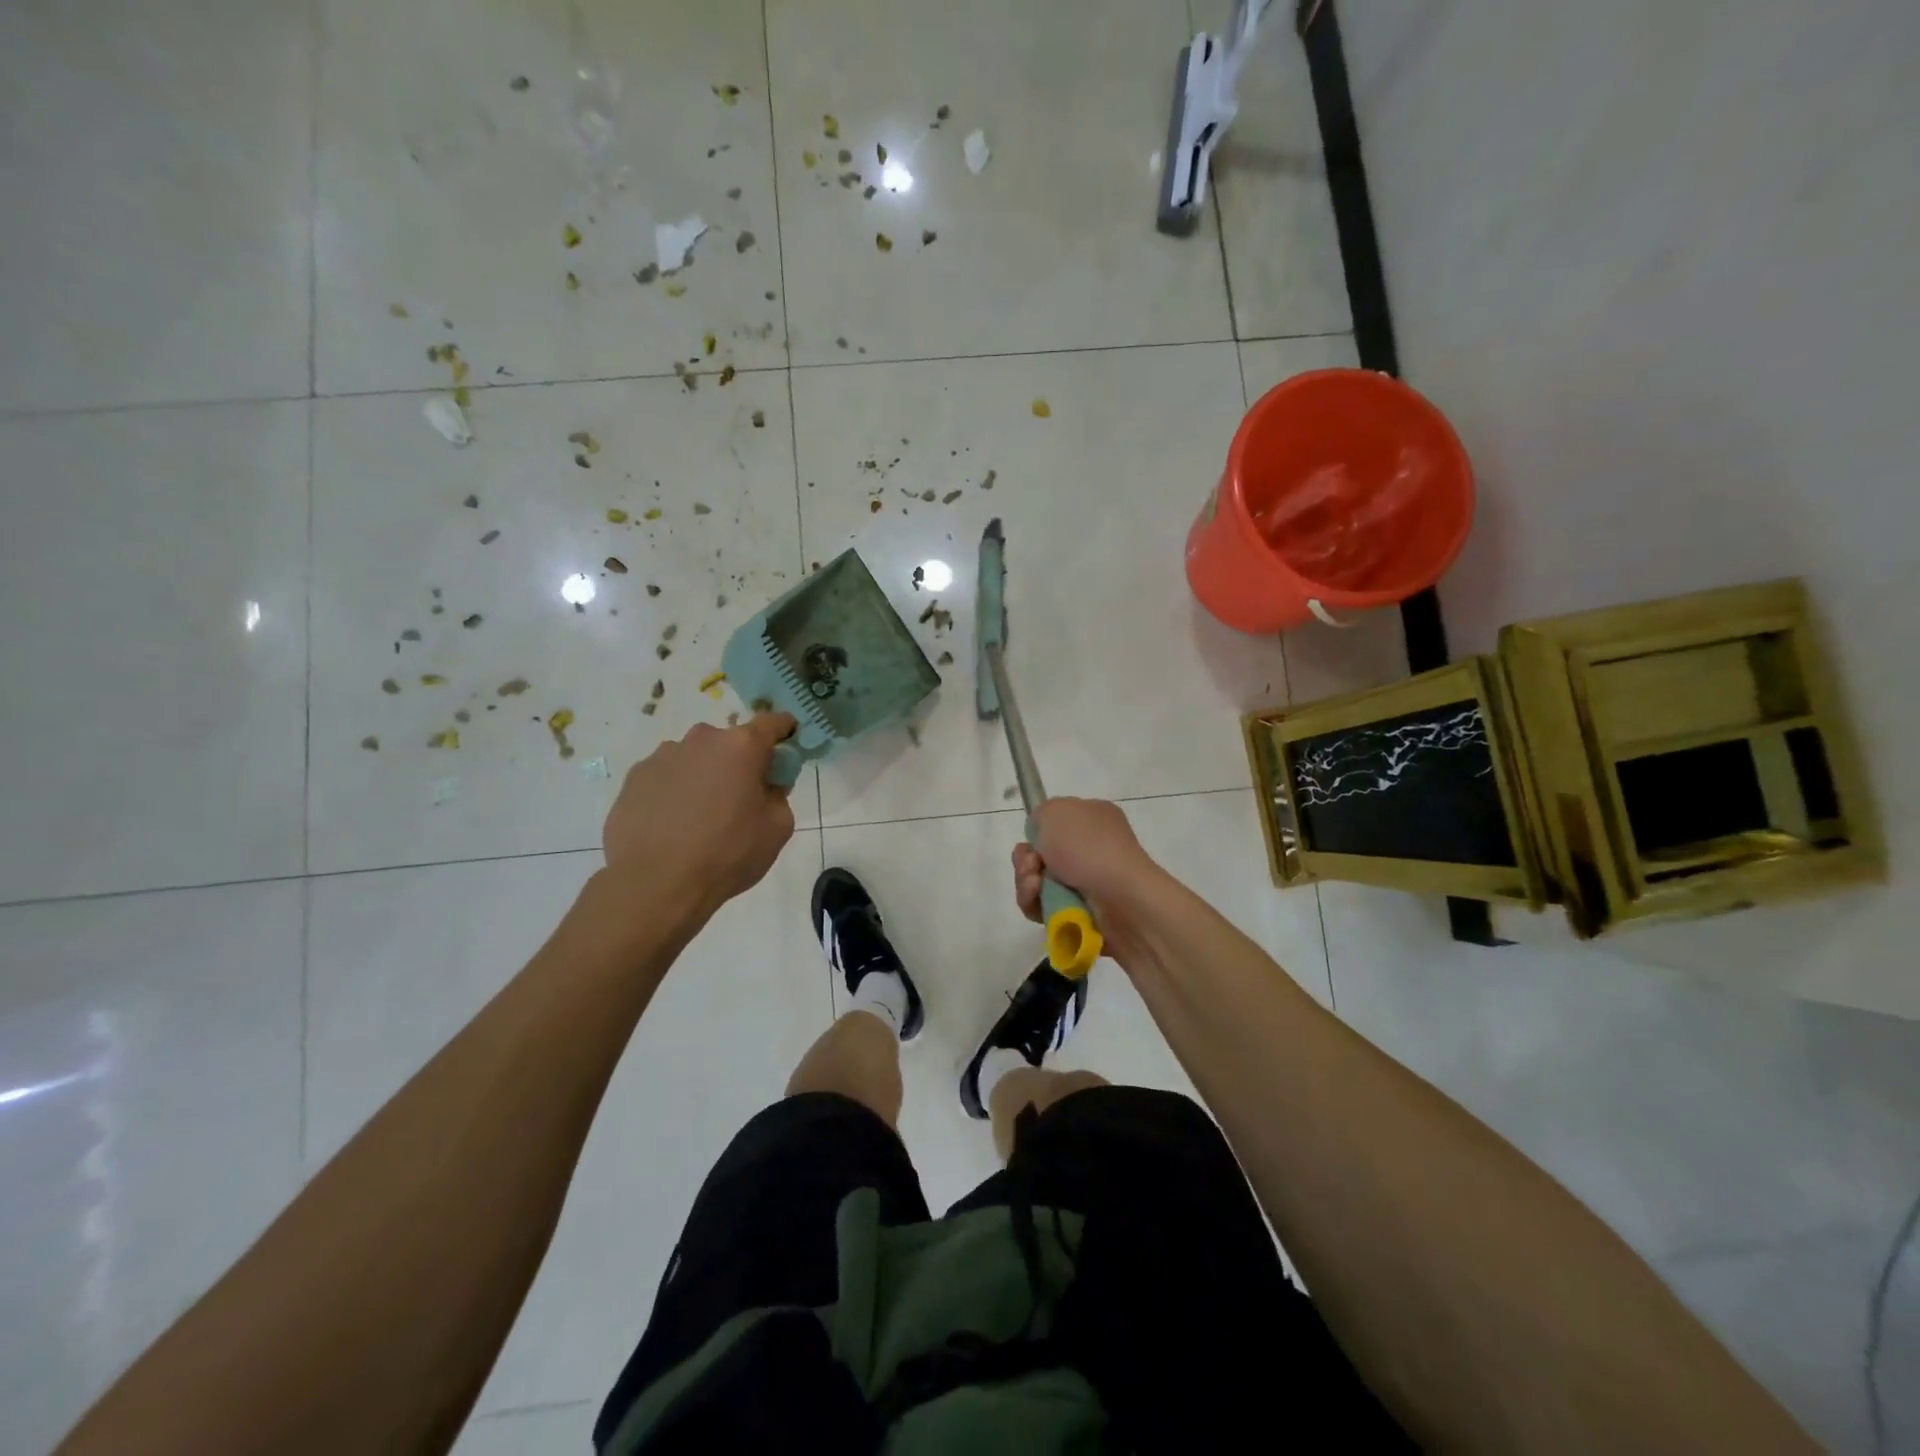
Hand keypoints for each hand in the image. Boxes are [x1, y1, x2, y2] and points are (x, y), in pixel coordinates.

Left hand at [603, 712, 797, 917]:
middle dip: (739, 762)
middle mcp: (701, 740)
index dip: (784, 731)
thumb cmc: (727, 854)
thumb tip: (766, 784)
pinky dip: (675, 792)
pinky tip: (672, 825)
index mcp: (741, 746)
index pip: (772, 723)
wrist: (655, 885)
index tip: (788, 744)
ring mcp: (662, 756)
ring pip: (695, 759)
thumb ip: (779, 795)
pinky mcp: (634, 778)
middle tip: (740, 798)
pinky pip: (666, 777)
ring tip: (699, 817)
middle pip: (730, 742)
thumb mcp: (777, 828)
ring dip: (704, 776)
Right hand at [1011, 798, 1157, 951]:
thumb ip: (1040, 815)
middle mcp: (1092, 849)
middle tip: (1031, 866)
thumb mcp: (1055, 811)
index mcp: (1093, 818)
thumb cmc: (1089, 848)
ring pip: (1038, 884)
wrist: (1121, 899)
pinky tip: (1038, 901)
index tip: (1031, 841)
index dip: (1037, 833)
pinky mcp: (1082, 914)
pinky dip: (1035, 904)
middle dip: (1026, 861)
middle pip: (1042, 856)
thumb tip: (1040, 838)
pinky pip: (1045, 908)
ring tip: (1035, 886)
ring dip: (1026, 883)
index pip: (1056, 824)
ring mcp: (1088, 883)